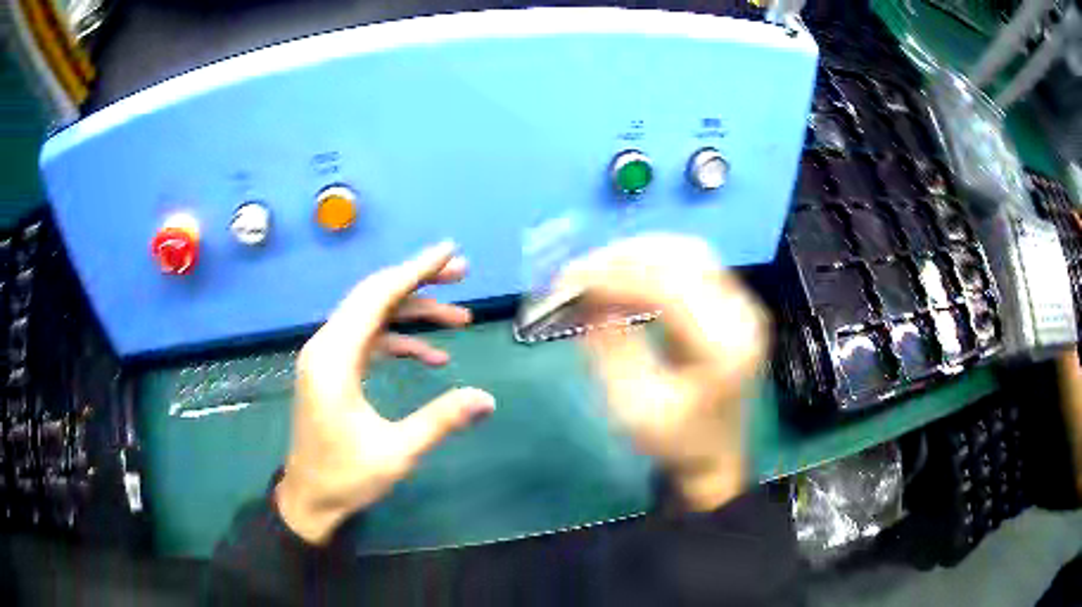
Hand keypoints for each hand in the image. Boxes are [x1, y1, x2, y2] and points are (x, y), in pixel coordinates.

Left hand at [276, 242, 495, 544]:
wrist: (310, 499)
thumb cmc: (346, 477)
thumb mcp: (397, 452)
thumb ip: (441, 420)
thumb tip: (488, 399)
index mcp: (335, 357)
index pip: (377, 297)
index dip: (415, 270)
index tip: (449, 251)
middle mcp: (327, 346)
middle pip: (374, 296)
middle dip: (419, 282)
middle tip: (462, 274)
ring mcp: (328, 357)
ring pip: (374, 317)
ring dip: (415, 313)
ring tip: (461, 318)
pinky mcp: (334, 370)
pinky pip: (370, 341)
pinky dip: (401, 341)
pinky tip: (434, 356)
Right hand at [557, 235, 768, 510]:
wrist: (713, 454)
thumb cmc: (675, 440)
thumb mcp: (632, 406)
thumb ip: (610, 346)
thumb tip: (583, 297)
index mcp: (724, 348)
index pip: (670, 288)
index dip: (616, 275)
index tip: (570, 278)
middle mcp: (741, 315)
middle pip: (684, 257)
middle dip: (624, 256)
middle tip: (578, 271)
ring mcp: (741, 304)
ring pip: (687, 251)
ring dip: (638, 253)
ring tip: (597, 271)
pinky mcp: (730, 303)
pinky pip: (690, 263)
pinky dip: (652, 262)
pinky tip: (624, 277)